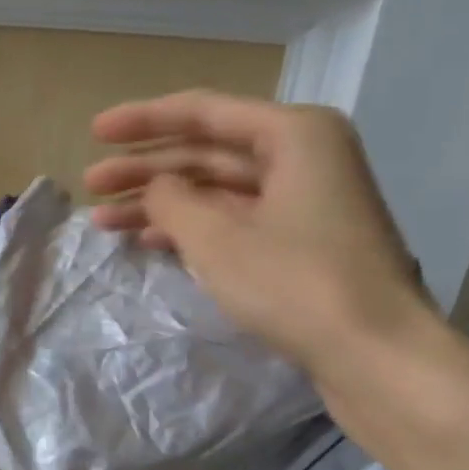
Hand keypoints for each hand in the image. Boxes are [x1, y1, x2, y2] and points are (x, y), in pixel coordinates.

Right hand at [84, 91, 431, 381]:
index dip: (143, 121)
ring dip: (163, 204)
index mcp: (294, 133)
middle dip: (146, 170)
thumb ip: (171, 201)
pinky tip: (151, 242)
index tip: (95, 132)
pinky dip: (194, 229)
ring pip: (219, 190)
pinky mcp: (303, 244)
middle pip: (209, 152)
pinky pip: (236, 221)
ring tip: (107, 222)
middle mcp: (304, 156)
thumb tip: (155, 188)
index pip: (203, 112)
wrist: (376, 356)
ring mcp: (306, 202)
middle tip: (92, 189)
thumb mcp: (218, 239)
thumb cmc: (295, 284)